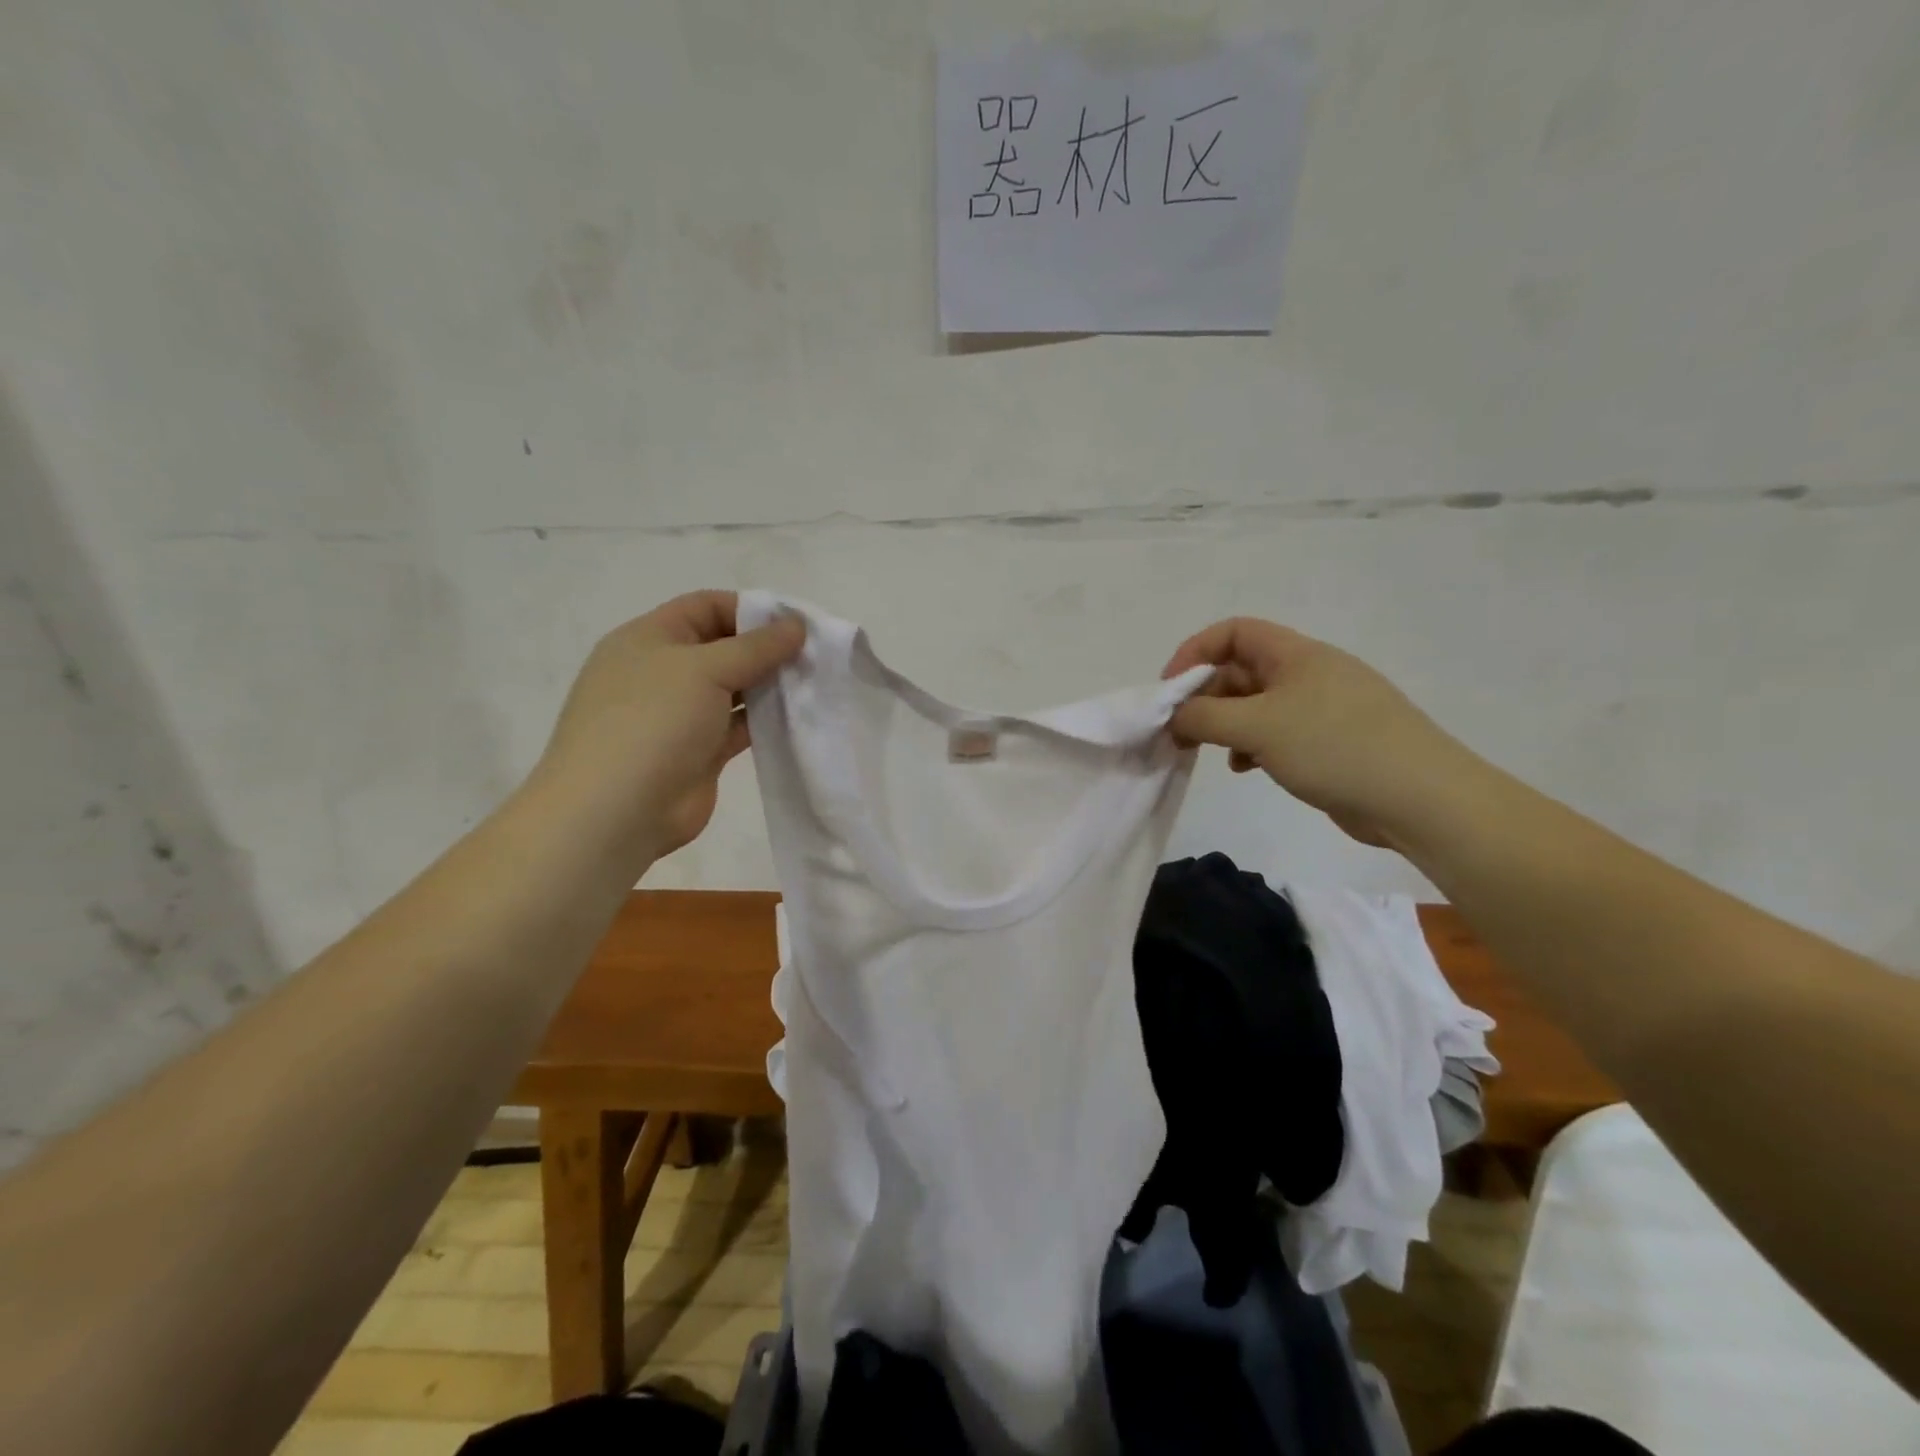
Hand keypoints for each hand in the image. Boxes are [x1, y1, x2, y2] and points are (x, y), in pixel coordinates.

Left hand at [533, 591, 804, 865]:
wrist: (616, 811)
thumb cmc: (652, 722)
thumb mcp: (704, 668)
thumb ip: (756, 646)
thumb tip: (796, 625)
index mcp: (649, 638)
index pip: (705, 606)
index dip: (751, 609)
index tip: (796, 624)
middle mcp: (663, 672)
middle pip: (723, 647)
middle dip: (766, 649)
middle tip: (814, 655)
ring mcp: (680, 715)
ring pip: (733, 689)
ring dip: (770, 685)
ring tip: (814, 683)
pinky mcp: (699, 752)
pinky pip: (738, 726)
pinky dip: (766, 720)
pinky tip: (798, 716)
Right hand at [1164, 618, 1477, 848]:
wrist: (1420, 798)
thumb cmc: (1334, 747)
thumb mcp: (1257, 727)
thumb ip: (1204, 716)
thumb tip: (1174, 716)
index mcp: (1296, 654)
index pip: (1233, 632)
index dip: (1195, 652)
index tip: (1170, 690)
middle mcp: (1308, 673)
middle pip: (1241, 669)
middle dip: (1204, 697)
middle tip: (1179, 731)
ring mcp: (1322, 708)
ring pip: (1256, 705)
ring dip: (1224, 724)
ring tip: (1206, 752)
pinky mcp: (1330, 742)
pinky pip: (1276, 732)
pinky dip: (1251, 745)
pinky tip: (1244, 768)